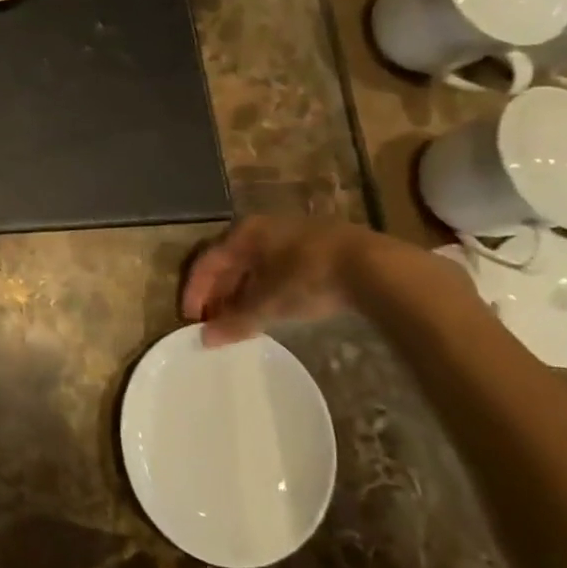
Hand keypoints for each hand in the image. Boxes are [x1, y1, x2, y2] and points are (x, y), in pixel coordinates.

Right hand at [181, 215, 400, 345]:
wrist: (376, 267)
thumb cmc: (308, 277)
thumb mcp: (268, 303)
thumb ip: (235, 321)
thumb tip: (206, 340)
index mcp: (243, 233)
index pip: (206, 261)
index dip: (194, 291)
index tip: (190, 319)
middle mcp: (263, 228)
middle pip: (229, 261)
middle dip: (218, 293)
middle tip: (214, 322)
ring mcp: (292, 235)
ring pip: (255, 264)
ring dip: (242, 292)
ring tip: (241, 319)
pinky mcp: (319, 247)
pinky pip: (278, 267)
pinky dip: (266, 288)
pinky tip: (272, 307)